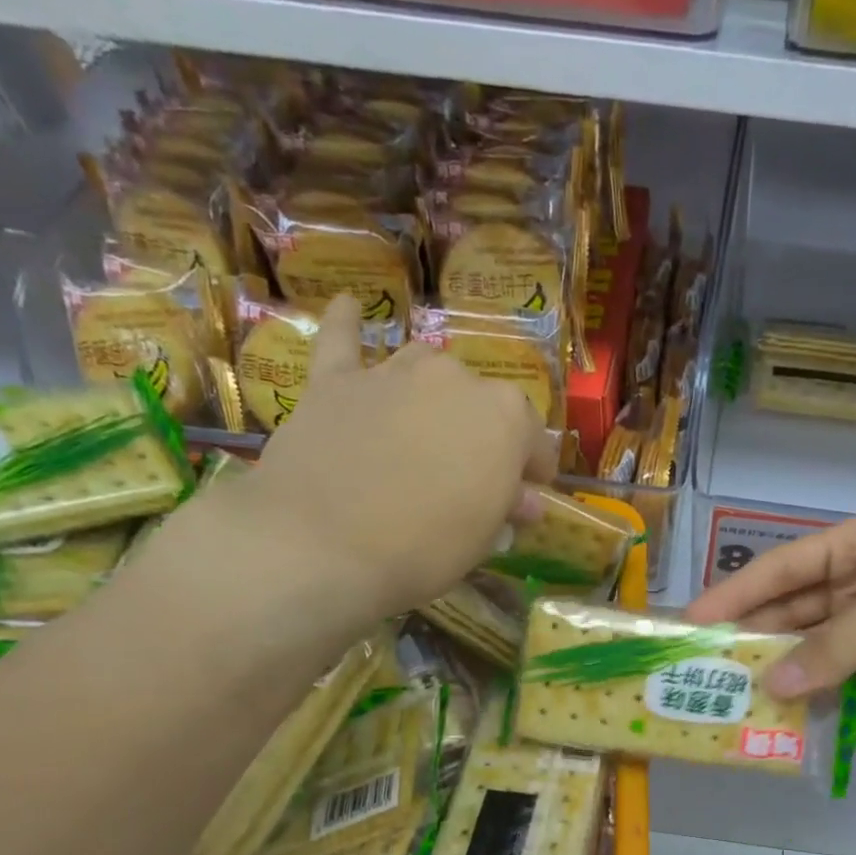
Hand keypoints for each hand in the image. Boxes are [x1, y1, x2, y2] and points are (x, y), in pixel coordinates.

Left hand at [234, 295, 558, 615]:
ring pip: (425, 365)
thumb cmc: (423, 548)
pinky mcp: (336, 381)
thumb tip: (525, 499)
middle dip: (482, 432)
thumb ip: (507, 506)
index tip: (529, 493)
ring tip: (426, 422)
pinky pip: (343, 340)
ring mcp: (393, 372)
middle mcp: (455, 379)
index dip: (534, 469)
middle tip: (470, 473)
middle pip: (480, 400)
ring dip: (432, 391)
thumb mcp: (482, 538)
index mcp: (505, 416)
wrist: (321, 544)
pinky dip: (347, 324)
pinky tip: (349, 306)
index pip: (534, 439)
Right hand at [685, 510, 855, 717]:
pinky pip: (840, 685)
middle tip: (702, 671)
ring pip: (812, 652)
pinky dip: (814, 700)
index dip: (736, 593)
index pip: (784, 567)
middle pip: (792, 612)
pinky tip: (783, 718)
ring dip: (779, 673)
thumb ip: (839, 644)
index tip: (692, 622)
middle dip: (751, 638)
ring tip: (732, 700)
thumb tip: (774, 686)